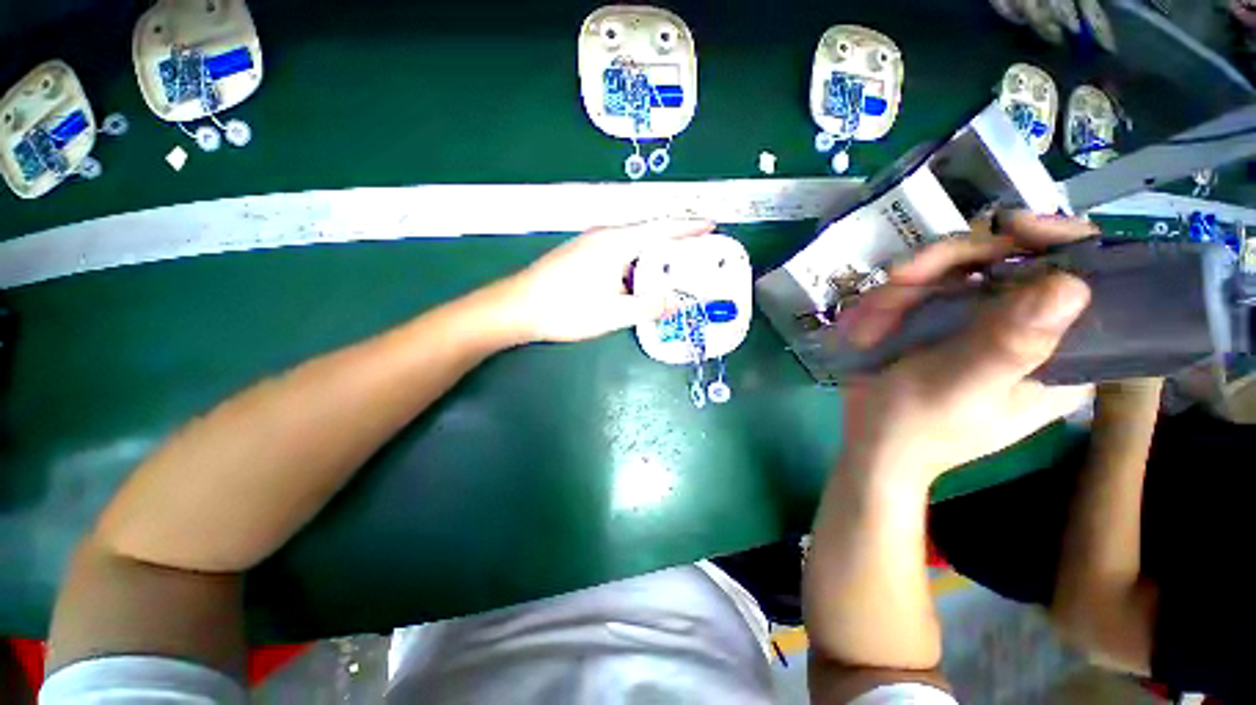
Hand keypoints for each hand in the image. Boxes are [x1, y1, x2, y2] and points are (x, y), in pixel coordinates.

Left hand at [496, 219, 714, 342]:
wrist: (517, 308)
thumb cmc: (566, 310)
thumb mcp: (613, 314)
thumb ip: (648, 307)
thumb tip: (677, 302)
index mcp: (616, 243)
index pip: (661, 228)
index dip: (688, 227)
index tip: (712, 225)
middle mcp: (604, 236)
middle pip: (648, 233)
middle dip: (675, 241)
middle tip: (699, 253)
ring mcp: (590, 244)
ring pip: (633, 245)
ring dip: (655, 254)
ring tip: (675, 268)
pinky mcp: (582, 256)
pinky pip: (619, 254)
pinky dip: (637, 263)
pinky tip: (641, 279)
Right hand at [839, 213, 1098, 485]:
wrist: (873, 441)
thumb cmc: (917, 424)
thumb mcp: (961, 387)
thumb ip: (1011, 344)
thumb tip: (1072, 284)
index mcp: (1061, 354)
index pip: (1089, 278)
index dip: (1059, 240)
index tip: (1007, 227)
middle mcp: (1030, 330)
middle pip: (1011, 261)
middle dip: (951, 264)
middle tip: (901, 279)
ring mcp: (984, 323)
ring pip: (960, 270)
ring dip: (910, 286)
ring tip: (876, 315)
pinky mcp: (947, 323)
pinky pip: (927, 288)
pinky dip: (895, 299)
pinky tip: (874, 322)